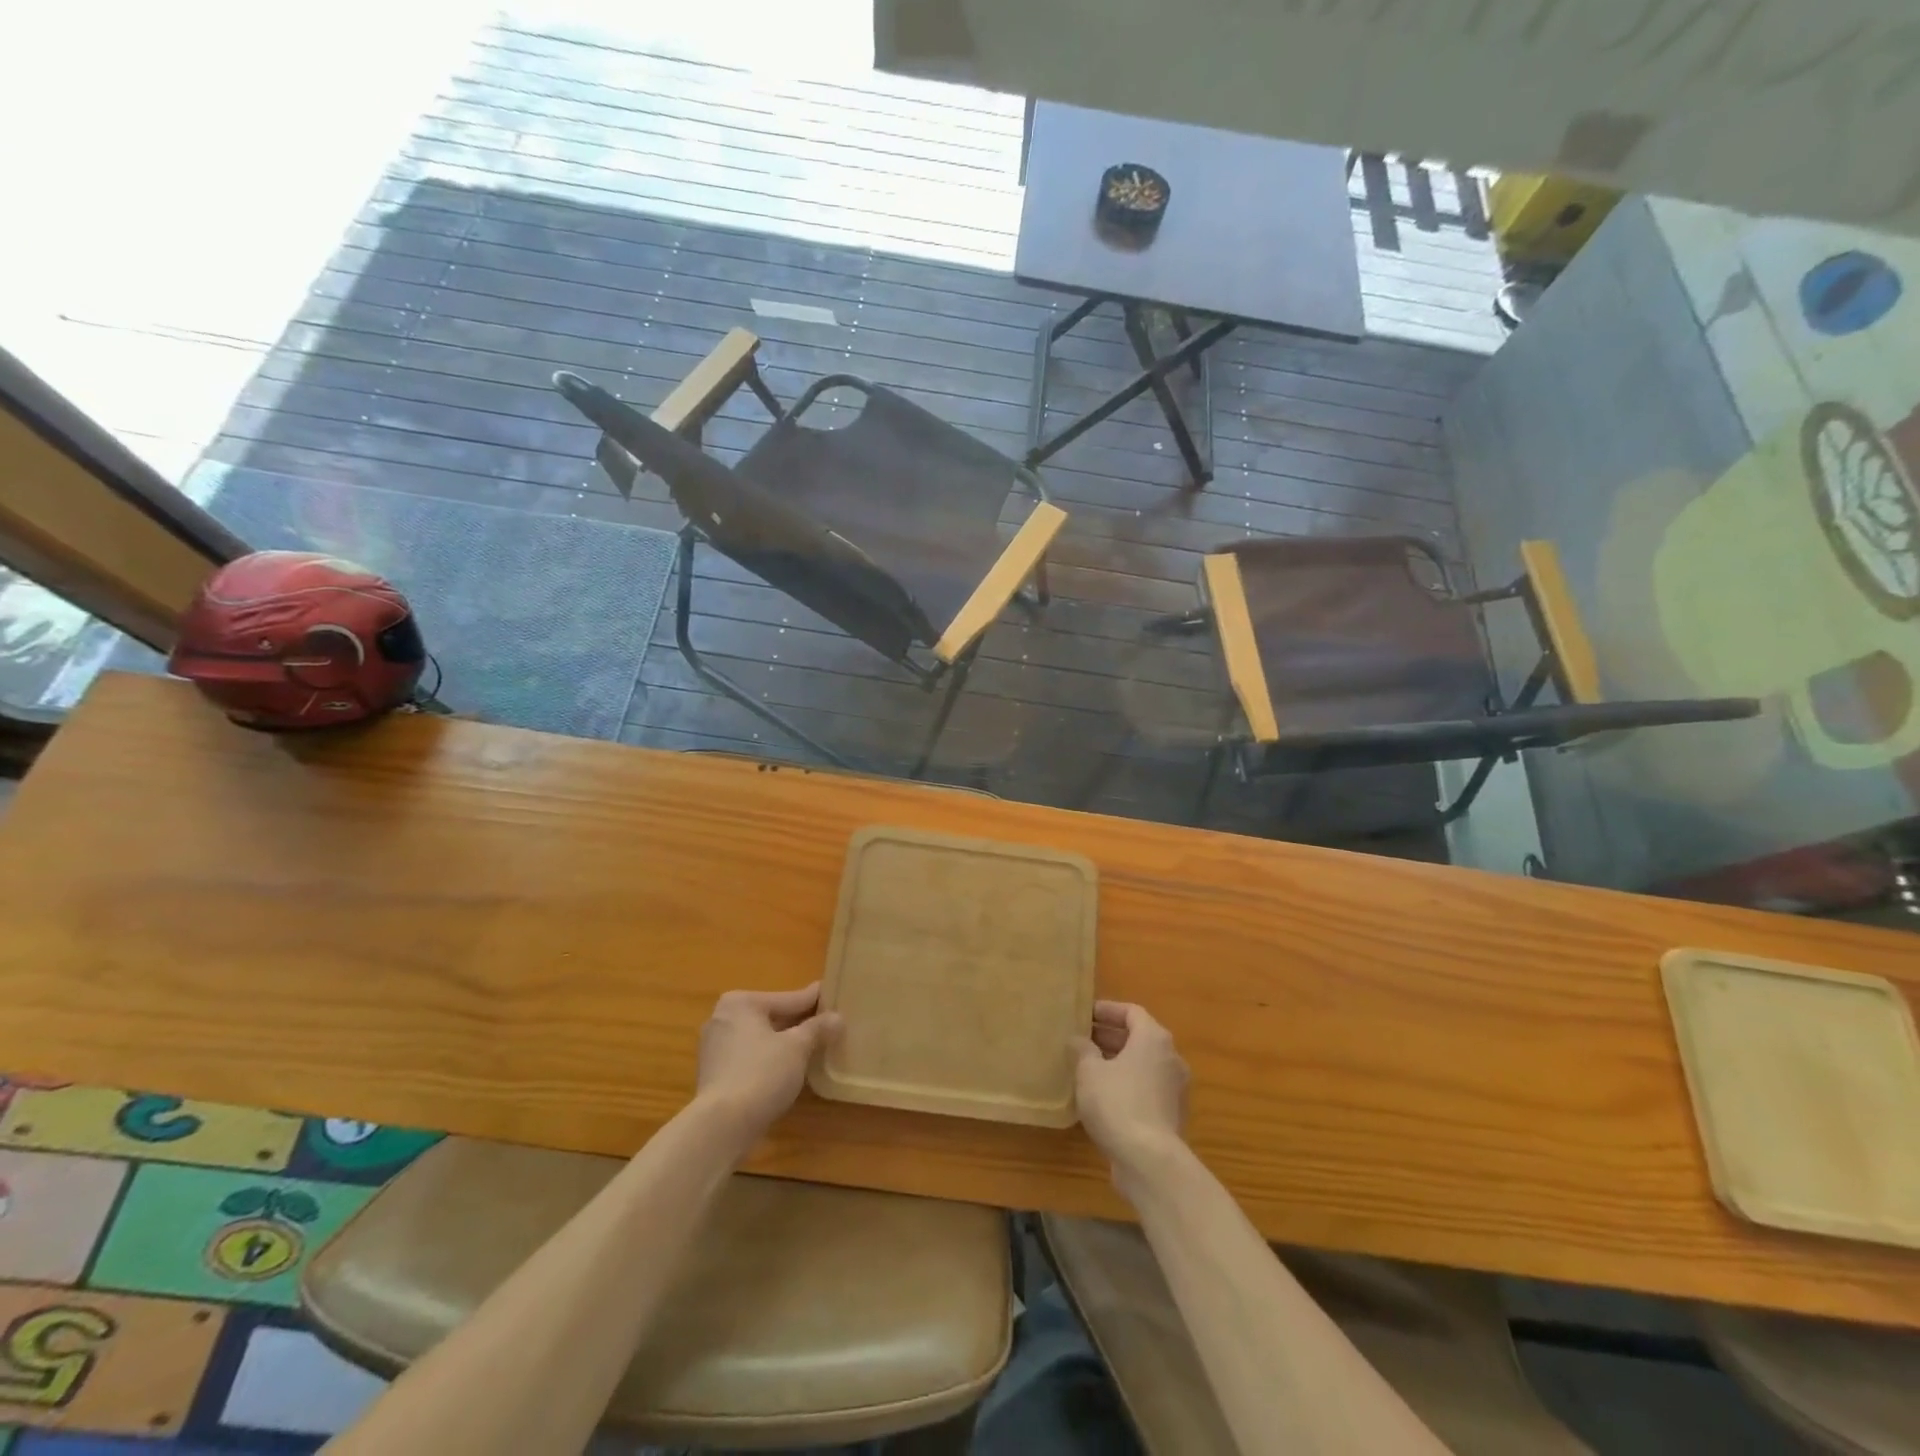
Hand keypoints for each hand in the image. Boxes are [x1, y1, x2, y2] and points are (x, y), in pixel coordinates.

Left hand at [695, 984, 842, 1144]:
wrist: (721, 1126)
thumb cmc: (761, 1074)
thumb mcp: (798, 1048)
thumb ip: (818, 1028)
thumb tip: (837, 1018)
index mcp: (741, 1002)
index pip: (788, 999)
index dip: (813, 1001)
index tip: (833, 997)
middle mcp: (722, 1018)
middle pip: (772, 1017)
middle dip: (798, 1023)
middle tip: (828, 1024)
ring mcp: (715, 1047)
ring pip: (760, 1039)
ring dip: (784, 1043)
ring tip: (813, 1047)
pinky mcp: (714, 1074)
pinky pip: (749, 1057)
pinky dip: (768, 1059)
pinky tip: (789, 1069)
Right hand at [1073, 1001, 1188, 1178]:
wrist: (1150, 1161)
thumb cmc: (1118, 1103)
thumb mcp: (1089, 1071)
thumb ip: (1082, 1050)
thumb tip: (1078, 1040)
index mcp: (1153, 1039)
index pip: (1132, 1012)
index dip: (1108, 1010)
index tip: (1085, 1015)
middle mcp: (1170, 1058)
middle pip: (1139, 1038)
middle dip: (1110, 1036)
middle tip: (1082, 1040)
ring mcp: (1174, 1089)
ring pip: (1143, 1065)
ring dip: (1117, 1062)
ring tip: (1088, 1067)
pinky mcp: (1171, 1115)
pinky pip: (1146, 1088)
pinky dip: (1127, 1084)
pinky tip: (1102, 1097)